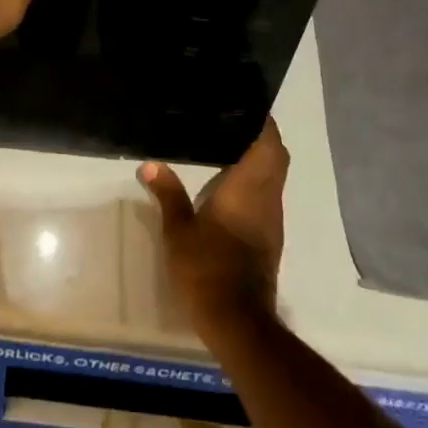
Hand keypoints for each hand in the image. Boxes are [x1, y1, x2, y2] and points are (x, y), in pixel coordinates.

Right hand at [141, 120, 288, 332]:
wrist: (237, 320)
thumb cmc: (207, 268)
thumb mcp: (179, 231)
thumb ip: (168, 194)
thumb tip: (150, 164)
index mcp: (249, 188)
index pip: (269, 144)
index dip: (264, 123)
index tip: (247, 107)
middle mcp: (267, 198)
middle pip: (277, 158)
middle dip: (263, 138)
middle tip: (234, 125)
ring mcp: (272, 221)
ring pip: (275, 178)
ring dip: (261, 161)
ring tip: (229, 148)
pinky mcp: (270, 239)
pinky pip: (268, 198)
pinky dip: (257, 184)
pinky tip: (232, 187)